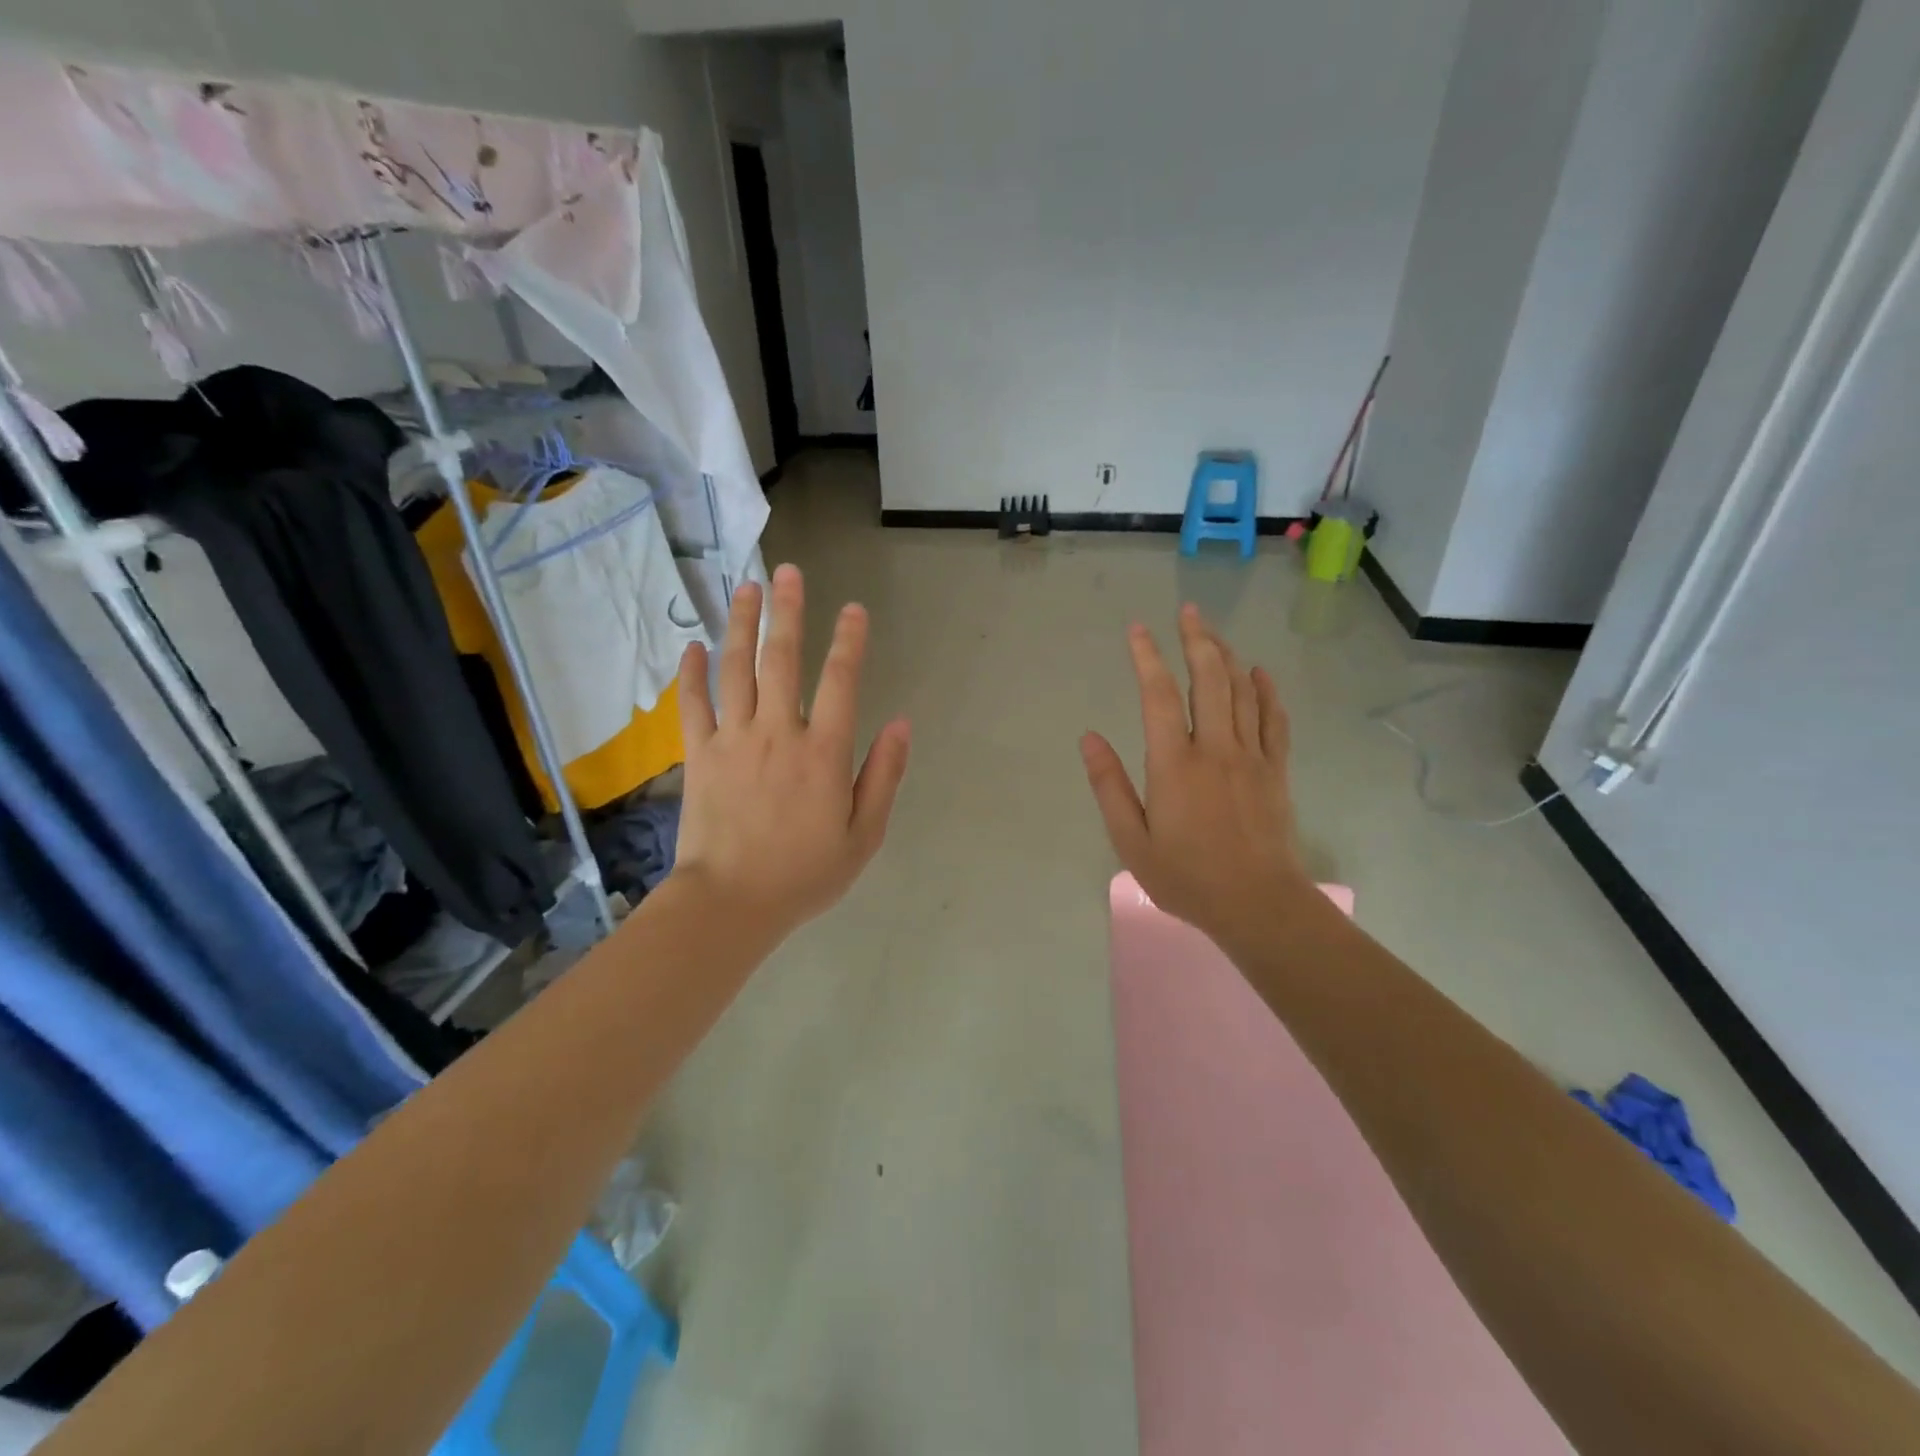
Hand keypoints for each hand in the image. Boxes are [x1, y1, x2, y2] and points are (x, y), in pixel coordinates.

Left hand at [672, 564, 910, 939]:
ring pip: (737, 670)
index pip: (841, 682)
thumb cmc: (804, 874)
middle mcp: (779, 733)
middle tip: (790, 572)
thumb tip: (901, 723)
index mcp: (824, 753)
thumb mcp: (863, 835)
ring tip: (747, 586)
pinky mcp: (700, 755)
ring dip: (743, 625)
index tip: (854, 609)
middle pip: (782, 660)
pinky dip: (692, 673)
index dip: (850, 641)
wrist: (731, 904)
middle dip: (788, 612)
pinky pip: (693, 705)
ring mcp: (734, 740)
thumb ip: (883, 776)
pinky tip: (694, 645)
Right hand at [1081, 604, 1312, 955]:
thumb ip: (1109, 786)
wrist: (1259, 905)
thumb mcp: (1131, 841)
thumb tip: (1089, 738)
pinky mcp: (1275, 770)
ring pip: (1242, 690)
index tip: (1137, 629)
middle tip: (1188, 610)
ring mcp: (1251, 756)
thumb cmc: (1187, 877)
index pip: (1159, 694)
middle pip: (1209, 678)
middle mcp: (1215, 748)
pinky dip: (1266, 690)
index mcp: (1174, 763)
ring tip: (1213, 632)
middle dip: (1196, 639)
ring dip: (1227, 655)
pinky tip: (1259, 672)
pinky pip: (1274, 718)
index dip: (1147, 656)